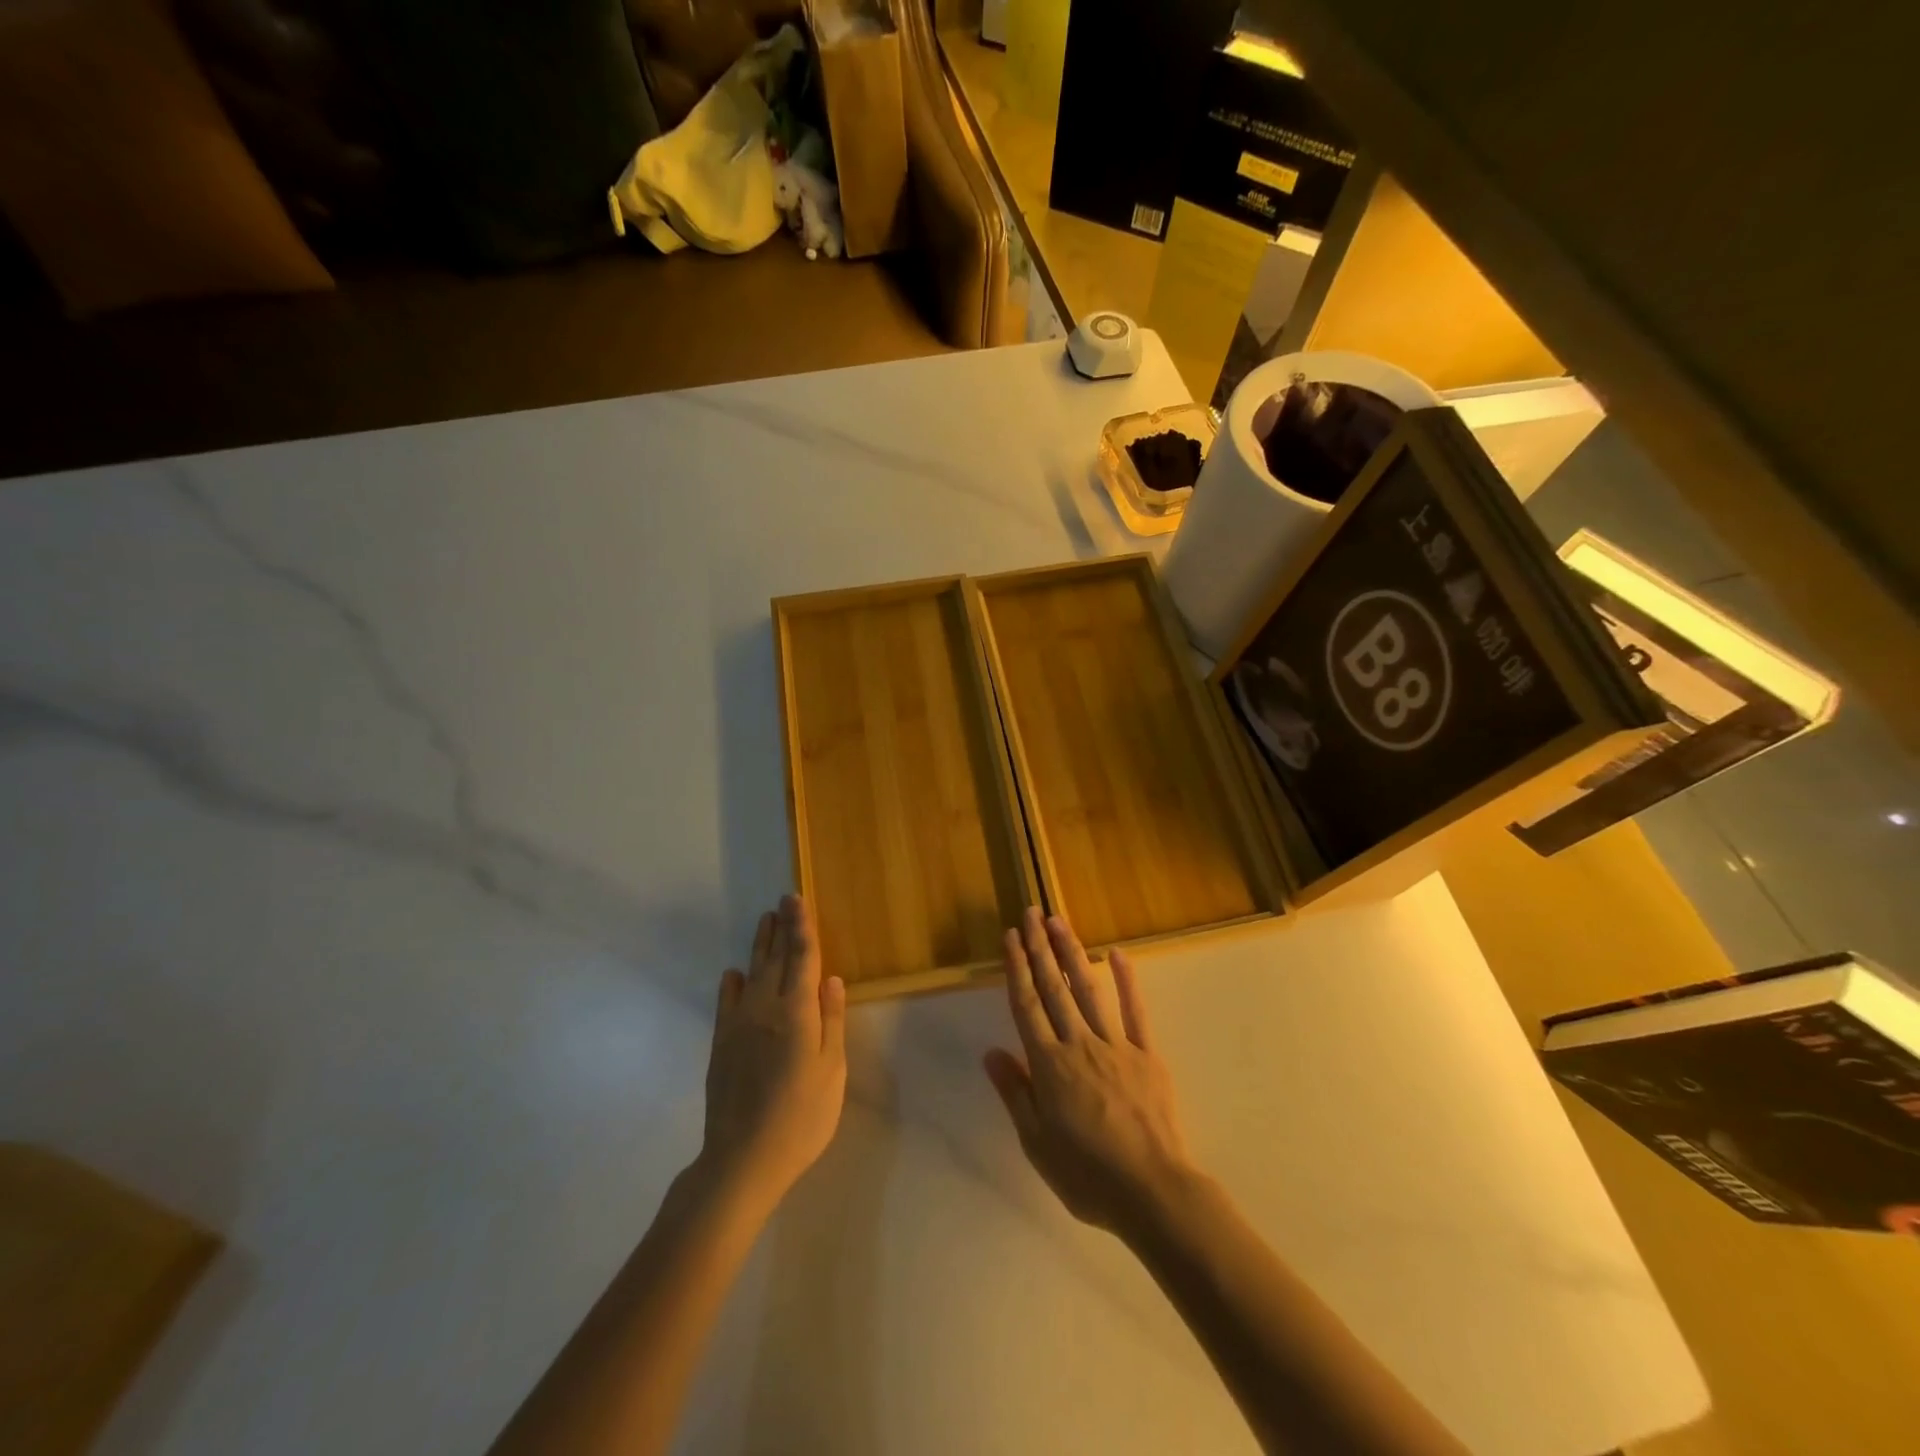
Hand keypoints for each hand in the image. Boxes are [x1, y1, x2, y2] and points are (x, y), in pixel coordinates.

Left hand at [698, 895, 846, 1213]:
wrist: (743, 1158)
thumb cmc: (801, 1117)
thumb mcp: (831, 1071)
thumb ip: (831, 1021)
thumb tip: (832, 979)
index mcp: (797, 1012)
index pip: (802, 958)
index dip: (801, 927)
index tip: (797, 900)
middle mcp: (765, 1008)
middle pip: (775, 959)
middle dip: (781, 928)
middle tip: (783, 900)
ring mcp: (739, 1025)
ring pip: (751, 974)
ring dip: (759, 946)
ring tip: (764, 921)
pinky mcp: (721, 1044)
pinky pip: (727, 1003)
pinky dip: (731, 984)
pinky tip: (733, 974)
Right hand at [984, 908, 1196, 1235]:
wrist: (1152, 1191)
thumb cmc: (1087, 1175)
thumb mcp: (1037, 1143)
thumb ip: (1015, 1093)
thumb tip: (991, 1052)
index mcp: (1049, 1065)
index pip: (1027, 1006)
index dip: (1017, 968)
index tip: (1012, 936)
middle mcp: (1078, 1044)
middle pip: (1054, 988)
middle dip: (1040, 948)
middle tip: (1031, 912)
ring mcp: (1116, 1045)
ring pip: (1088, 989)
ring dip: (1072, 953)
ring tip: (1059, 921)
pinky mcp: (1146, 1053)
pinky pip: (1135, 1010)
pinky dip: (1127, 980)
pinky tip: (1118, 954)